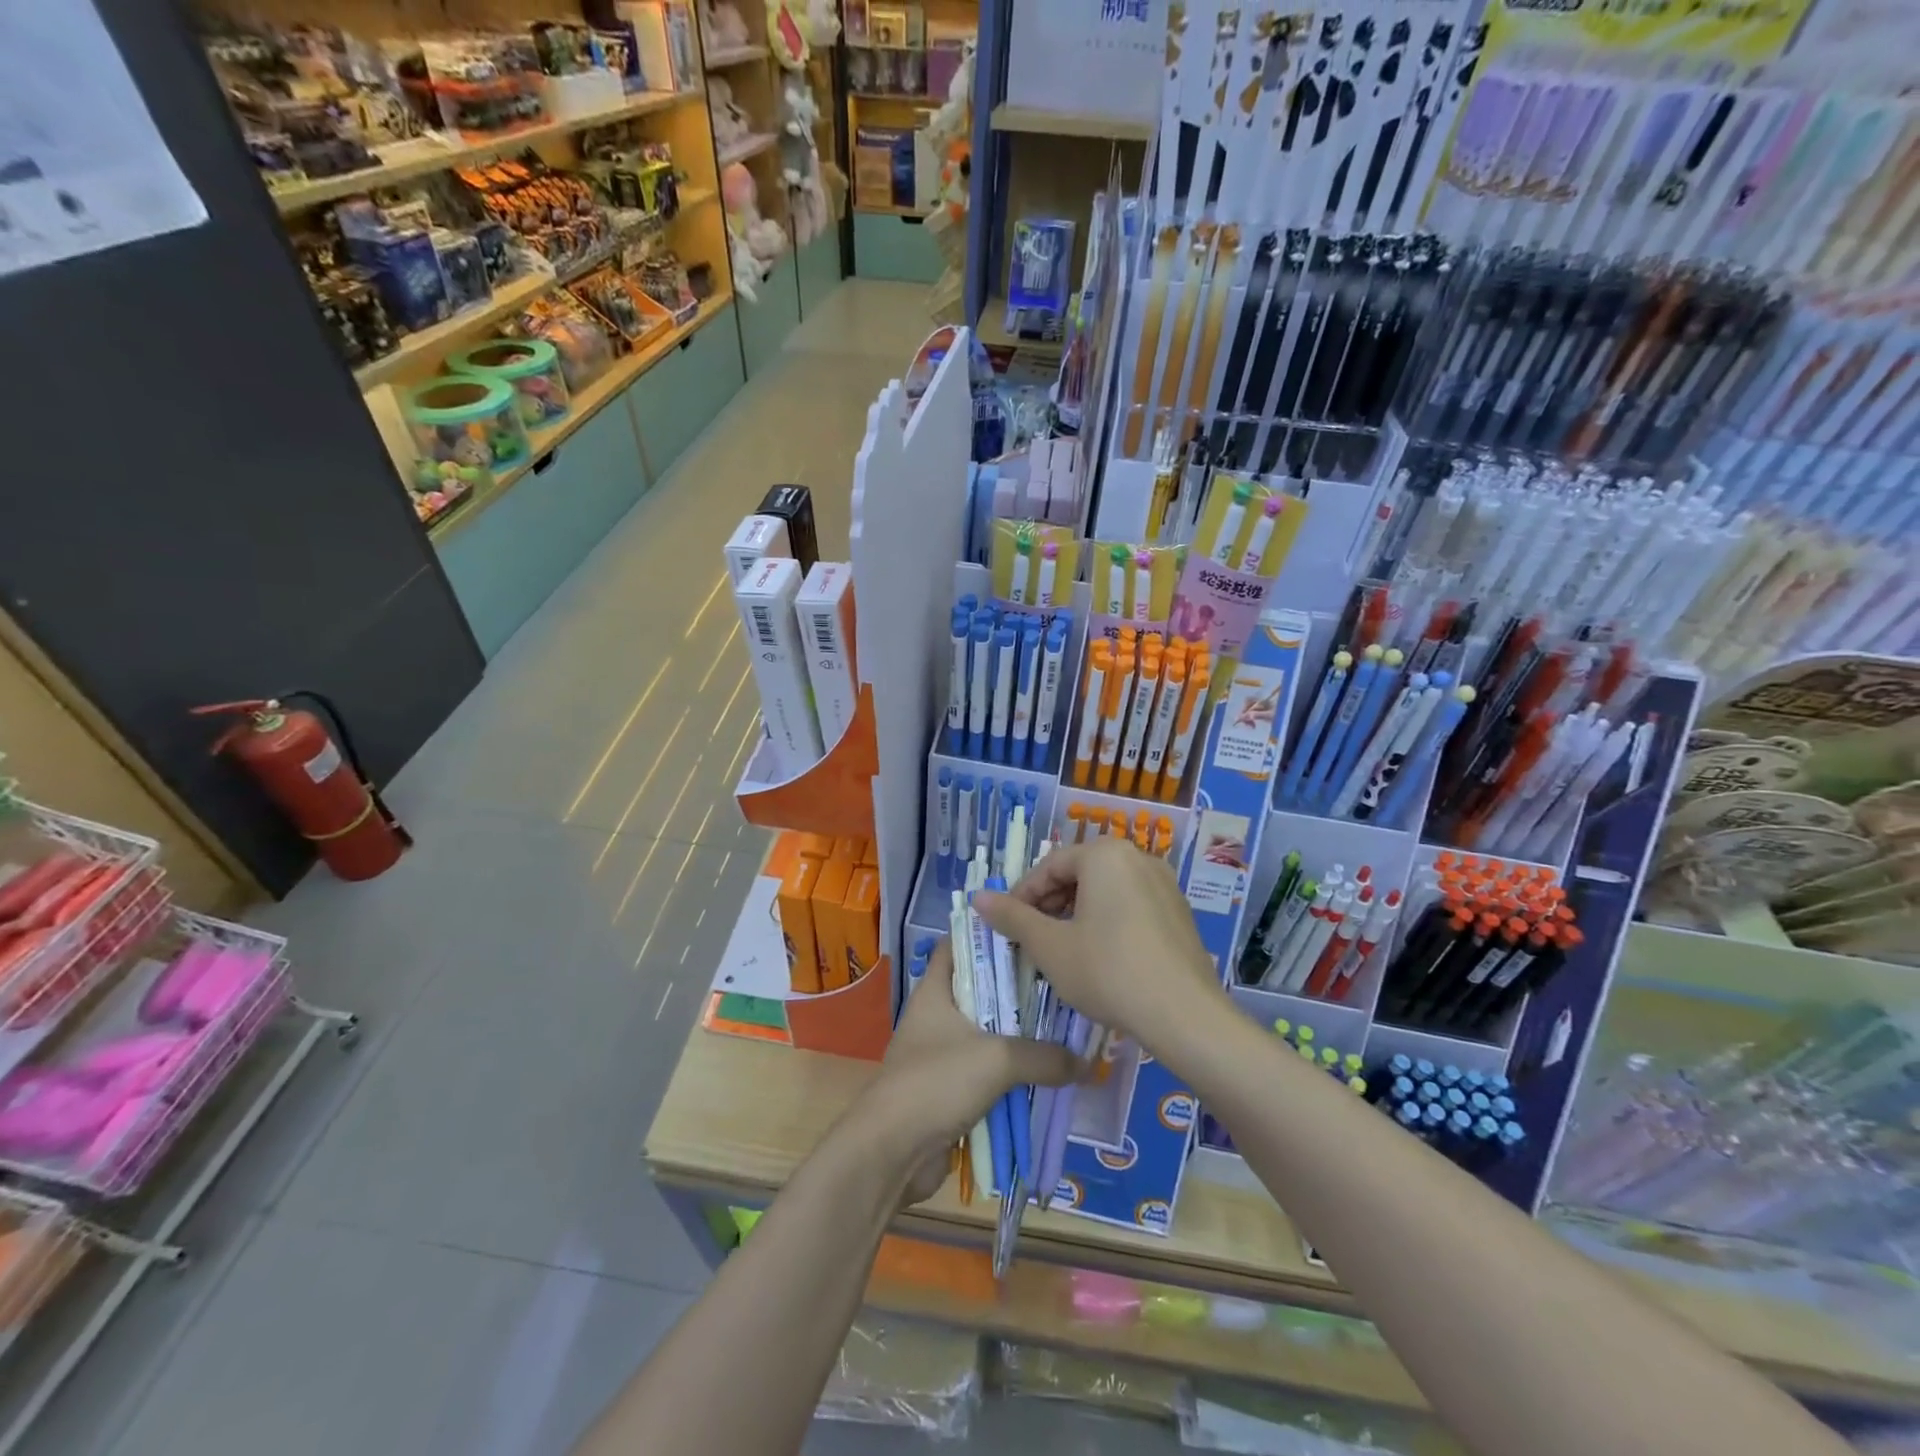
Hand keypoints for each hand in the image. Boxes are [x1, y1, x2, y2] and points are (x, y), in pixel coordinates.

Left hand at [857, 940, 1082, 1199]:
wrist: (892, 1152)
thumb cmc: (936, 1082)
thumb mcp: (997, 1059)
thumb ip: (1044, 1056)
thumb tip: (1086, 1063)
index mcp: (935, 991)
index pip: (957, 945)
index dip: (987, 934)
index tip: (1027, 931)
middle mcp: (936, 1016)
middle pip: (981, 990)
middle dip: (1018, 989)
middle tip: (1060, 982)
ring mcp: (941, 1054)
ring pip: (987, 1034)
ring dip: (1019, 1036)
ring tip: (1064, 1026)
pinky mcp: (948, 1090)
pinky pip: (987, 1073)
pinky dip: (1011, 1074)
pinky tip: (1046, 1074)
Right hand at [974, 838, 1225, 1056]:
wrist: (1183, 1014)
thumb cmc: (1107, 971)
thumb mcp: (1049, 946)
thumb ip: (1012, 917)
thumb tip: (977, 897)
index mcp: (1104, 855)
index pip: (1050, 866)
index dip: (1022, 896)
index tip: (1007, 925)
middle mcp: (1137, 857)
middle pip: (1079, 873)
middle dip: (1050, 904)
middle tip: (1032, 938)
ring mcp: (1164, 883)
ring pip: (1105, 890)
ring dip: (1076, 913)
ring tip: (1061, 949)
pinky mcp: (1178, 911)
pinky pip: (1131, 904)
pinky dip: (1106, 921)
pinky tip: (1098, 956)